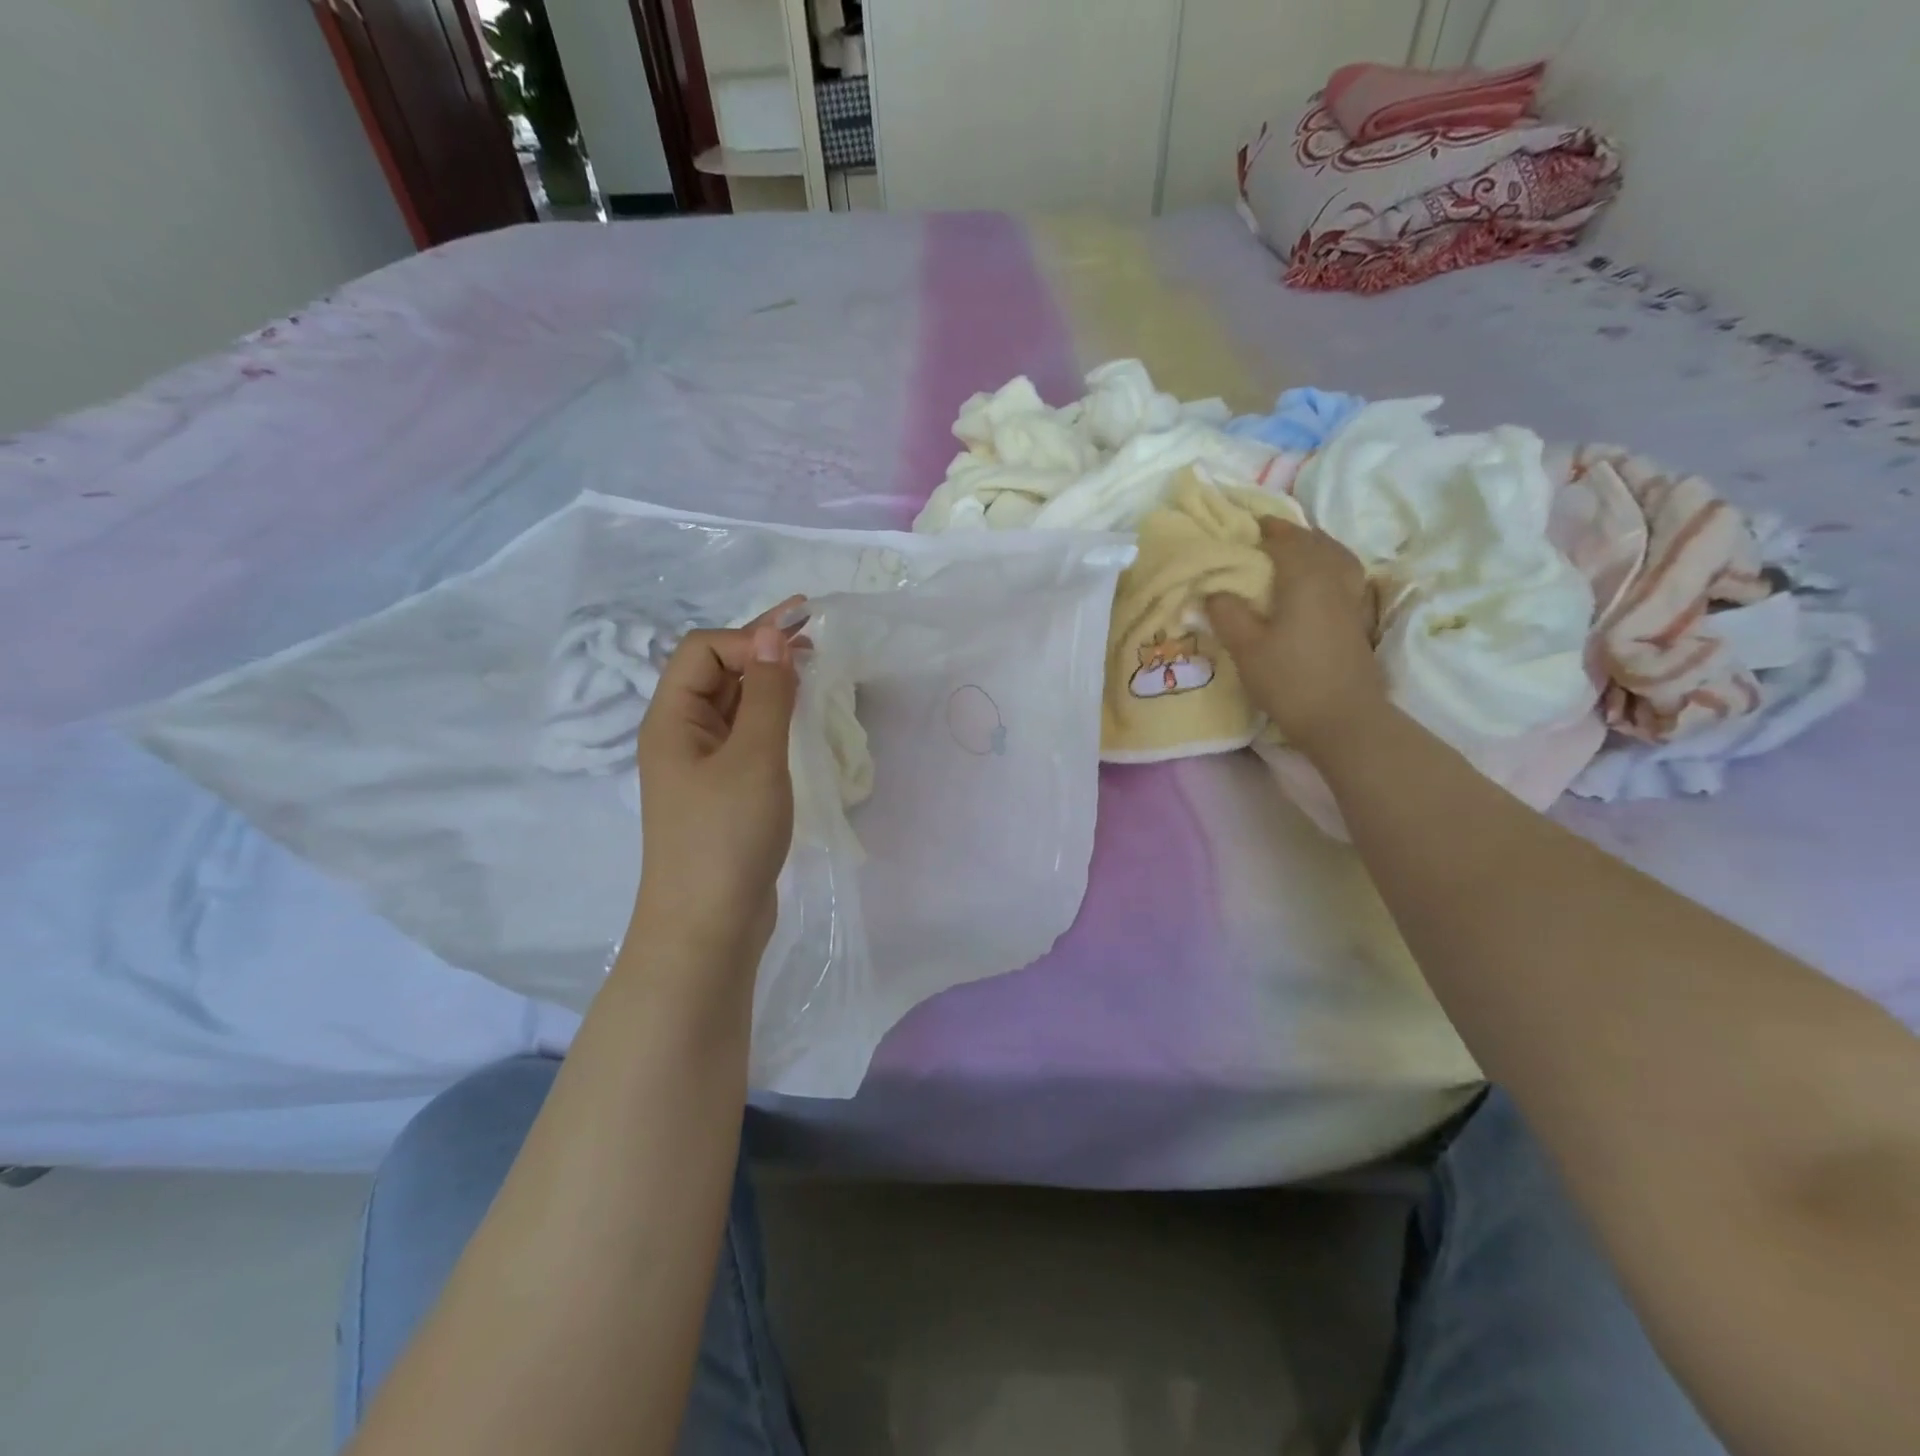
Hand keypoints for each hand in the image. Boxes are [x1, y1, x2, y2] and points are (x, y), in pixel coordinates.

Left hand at [632, 599, 805, 964]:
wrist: (708, 929)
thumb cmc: (726, 838)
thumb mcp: (753, 758)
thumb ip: (766, 693)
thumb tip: (773, 635)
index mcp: (671, 720)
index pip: (703, 651)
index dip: (749, 638)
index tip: (800, 648)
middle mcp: (681, 736)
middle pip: (715, 672)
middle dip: (761, 648)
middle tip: (814, 634)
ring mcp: (702, 767)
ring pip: (733, 705)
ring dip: (768, 681)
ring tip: (811, 667)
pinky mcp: (724, 793)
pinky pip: (745, 738)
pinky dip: (771, 717)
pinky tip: (798, 717)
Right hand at [1207, 518, 1386, 756]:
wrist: (1343, 718)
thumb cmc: (1290, 679)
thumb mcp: (1246, 647)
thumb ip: (1227, 613)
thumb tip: (1213, 591)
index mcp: (1305, 578)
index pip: (1286, 541)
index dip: (1267, 530)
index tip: (1249, 524)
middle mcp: (1333, 580)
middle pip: (1317, 544)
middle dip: (1293, 534)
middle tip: (1268, 535)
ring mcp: (1351, 600)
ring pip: (1337, 558)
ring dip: (1317, 547)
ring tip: (1297, 551)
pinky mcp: (1357, 621)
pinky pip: (1346, 577)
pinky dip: (1331, 567)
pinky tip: (1320, 581)